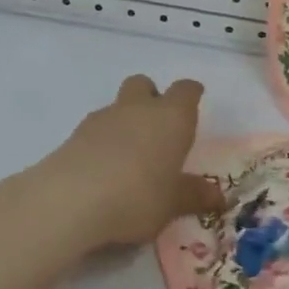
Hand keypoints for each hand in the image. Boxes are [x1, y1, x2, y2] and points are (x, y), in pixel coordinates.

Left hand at [17, 75, 223, 256]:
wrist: (70, 200)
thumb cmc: (137, 196)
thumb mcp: (172, 203)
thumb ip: (194, 195)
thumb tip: (218, 196)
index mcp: (171, 117)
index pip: (185, 90)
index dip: (190, 94)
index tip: (194, 101)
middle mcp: (138, 108)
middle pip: (144, 85)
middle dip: (152, 97)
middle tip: (158, 127)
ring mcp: (102, 118)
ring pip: (118, 105)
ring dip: (125, 121)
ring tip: (129, 156)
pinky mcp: (74, 134)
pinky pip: (96, 128)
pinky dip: (103, 141)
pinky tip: (103, 169)